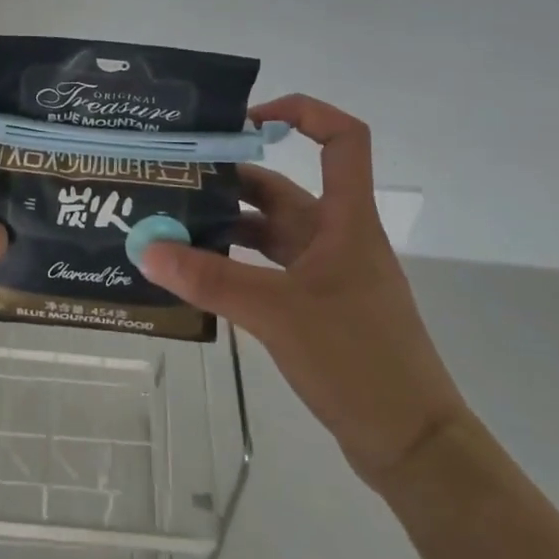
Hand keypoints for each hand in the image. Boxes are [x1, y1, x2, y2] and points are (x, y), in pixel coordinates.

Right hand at [139, 95, 468, 489]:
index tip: (246, 122)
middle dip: (232, 181)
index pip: (343, 139)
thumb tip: (146, 248)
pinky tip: (199, 275)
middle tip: (176, 181)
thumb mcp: (277, 313)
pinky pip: (271, 269)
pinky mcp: (319, 307)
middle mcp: (338, 236)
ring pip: (273, 232)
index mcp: (346, 220)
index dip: (303, 113)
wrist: (412, 446)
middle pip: (285, 189)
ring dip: (229, 226)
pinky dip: (237, 264)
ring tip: (173, 227)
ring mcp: (330, 273)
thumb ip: (211, 279)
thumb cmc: (358, 360)